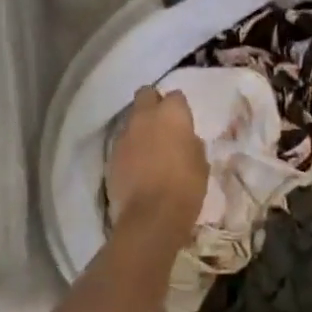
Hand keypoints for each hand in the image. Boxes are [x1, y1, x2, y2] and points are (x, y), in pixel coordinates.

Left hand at [108, 87, 207, 240]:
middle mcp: (145, 117)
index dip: (179, 109)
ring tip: (149, 148)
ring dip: (140, 128)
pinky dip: (129, 149)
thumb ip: (191, 143)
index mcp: (171, 113)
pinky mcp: (111, 155)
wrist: (151, 217)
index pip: (175, 96)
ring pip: (131, 120)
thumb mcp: (201, 162)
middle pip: (146, 94)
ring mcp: (124, 135)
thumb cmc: (186, 187)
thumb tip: (185, 140)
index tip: (183, 123)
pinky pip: (122, 143)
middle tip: (162, 124)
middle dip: (153, 104)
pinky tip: (137, 166)